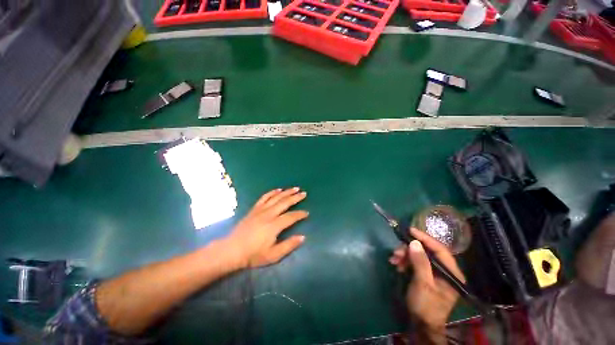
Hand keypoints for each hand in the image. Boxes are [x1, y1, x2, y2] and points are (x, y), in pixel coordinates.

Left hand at [226, 188, 308, 268]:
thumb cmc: (253, 255)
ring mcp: (260, 210)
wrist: (232, 250)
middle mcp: (268, 214)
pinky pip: (264, 197)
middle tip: (304, 193)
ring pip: (276, 197)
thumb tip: (302, 237)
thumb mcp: (273, 255)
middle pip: (285, 202)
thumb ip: (288, 245)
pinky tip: (278, 189)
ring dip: (286, 192)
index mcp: (274, 225)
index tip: (306, 213)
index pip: (291, 217)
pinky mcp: (254, 209)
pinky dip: (272, 192)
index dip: (300, 214)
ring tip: (295, 188)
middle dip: (295, 197)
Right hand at [389, 228, 465, 333]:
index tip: (411, 231)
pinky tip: (397, 265)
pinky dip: (404, 262)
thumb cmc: (425, 305)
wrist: (420, 324)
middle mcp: (444, 270)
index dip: (425, 238)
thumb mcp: (423, 284)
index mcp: (451, 273)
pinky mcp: (425, 275)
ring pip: (418, 256)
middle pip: (427, 252)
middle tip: (396, 252)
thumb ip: (420, 263)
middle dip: (409, 250)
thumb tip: (414, 242)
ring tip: (394, 261)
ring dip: (404, 256)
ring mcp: (434, 272)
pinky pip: (414, 262)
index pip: (440, 250)